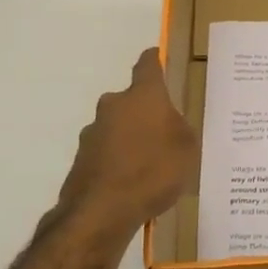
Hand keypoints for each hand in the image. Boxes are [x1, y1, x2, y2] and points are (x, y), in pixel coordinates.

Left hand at [56, 49, 196, 238]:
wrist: (102, 211)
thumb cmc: (153, 170)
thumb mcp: (186, 148)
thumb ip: (179, 128)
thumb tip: (169, 123)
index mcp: (143, 96)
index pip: (148, 66)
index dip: (154, 60)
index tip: (158, 56)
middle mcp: (113, 106)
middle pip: (131, 100)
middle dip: (145, 111)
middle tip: (164, 130)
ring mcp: (92, 133)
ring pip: (116, 127)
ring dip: (129, 138)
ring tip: (148, 165)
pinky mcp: (81, 160)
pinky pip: (106, 154)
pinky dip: (117, 162)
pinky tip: (131, 183)